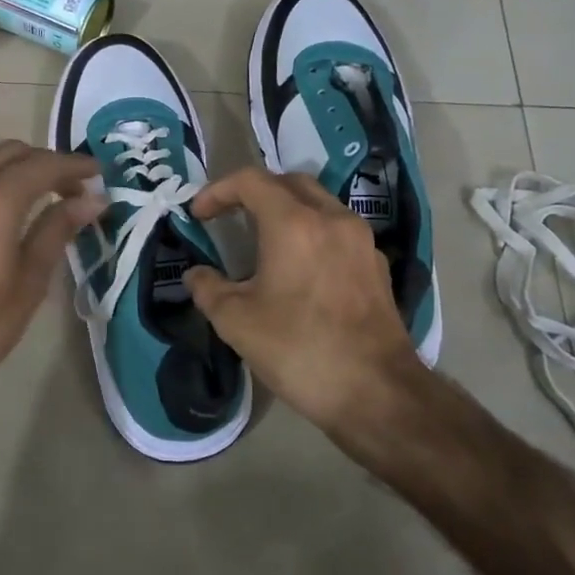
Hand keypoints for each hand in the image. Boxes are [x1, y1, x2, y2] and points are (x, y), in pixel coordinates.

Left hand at [0, 140, 101, 452]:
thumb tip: (92, 200)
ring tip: (30, 192)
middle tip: (70, 189)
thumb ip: (57, 230)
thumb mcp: (29, 281)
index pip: (43, 165)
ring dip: (7, 163)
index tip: (98, 174)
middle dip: (43, 163)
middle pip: (8, 152)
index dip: (74, 166)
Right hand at [184, 168, 428, 444]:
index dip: (218, 191)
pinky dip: (313, 234)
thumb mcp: (235, 322)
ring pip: (319, 204)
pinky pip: (339, 232)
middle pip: (290, 183)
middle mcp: (332, 219)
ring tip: (264, 241)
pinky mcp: (377, 266)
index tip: (198, 215)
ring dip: (287, 211)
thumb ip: (208, 289)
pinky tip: (301, 269)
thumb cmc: (298, 350)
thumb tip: (196, 274)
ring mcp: (361, 241)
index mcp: (294, 224)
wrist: (376, 392)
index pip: (251, 181)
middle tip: (230, 217)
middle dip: (255, 193)